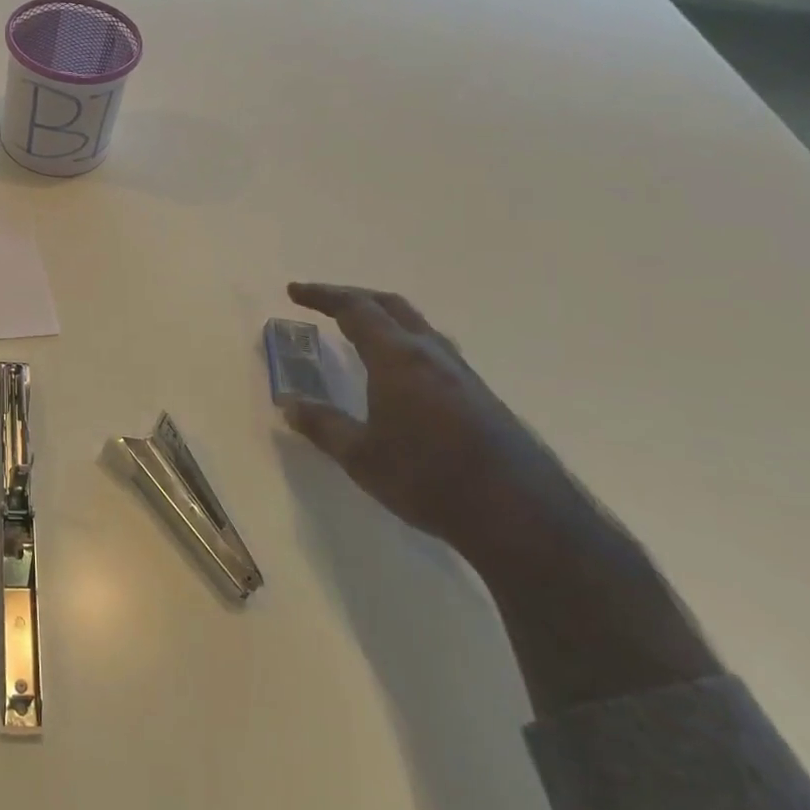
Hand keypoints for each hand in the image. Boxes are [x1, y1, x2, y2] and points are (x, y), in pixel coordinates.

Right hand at [282, 282, 720, 714]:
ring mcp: (462, 374)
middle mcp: (432, 354)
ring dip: (384, 318)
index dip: (322, 296)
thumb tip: (288, 404)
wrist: (521, 518)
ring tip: (361, 332)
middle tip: (322, 302)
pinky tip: (402, 373)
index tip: (294, 291)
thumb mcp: (361, 457)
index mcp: (398, 358)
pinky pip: (435, 350)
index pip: (355, 310)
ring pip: (418, 327)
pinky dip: (406, 342)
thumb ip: (322, 425)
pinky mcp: (481, 397)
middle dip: (353, 297)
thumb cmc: (429, 480)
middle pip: (390, 306)